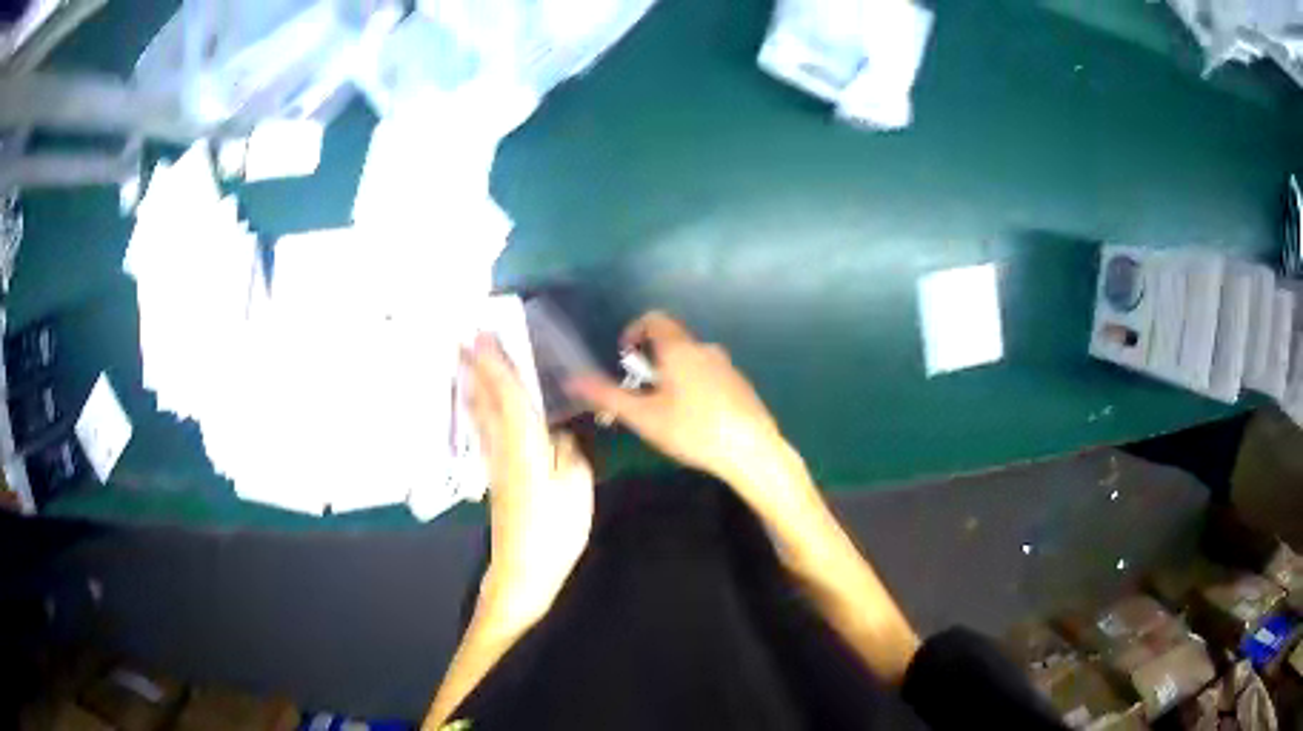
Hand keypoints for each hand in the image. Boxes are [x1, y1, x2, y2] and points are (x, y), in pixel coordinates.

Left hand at [464, 334, 594, 626]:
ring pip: (480, 413)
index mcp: (524, 445)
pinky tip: (475, 404)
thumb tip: (558, 427)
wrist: (524, 570)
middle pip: (486, 398)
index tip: (482, 335)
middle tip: (462, 336)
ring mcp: (495, 462)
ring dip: (472, 382)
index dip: (496, 363)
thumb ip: (568, 449)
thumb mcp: (576, 486)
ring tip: (463, 360)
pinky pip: (483, 428)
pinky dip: (477, 407)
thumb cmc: (555, 530)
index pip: (508, 394)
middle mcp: (502, 447)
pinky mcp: (495, 476)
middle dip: (475, 366)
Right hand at [567, 311, 804, 511]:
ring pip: (690, 362)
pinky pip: (708, 376)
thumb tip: (572, 380)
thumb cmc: (693, 430)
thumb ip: (607, 396)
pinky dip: (694, 388)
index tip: (625, 360)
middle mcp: (705, 349)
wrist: (752, 451)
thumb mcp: (644, 417)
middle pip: (671, 342)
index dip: (634, 331)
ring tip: (666, 414)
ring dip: (672, 378)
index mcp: (680, 349)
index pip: (654, 319)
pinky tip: (695, 422)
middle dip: (650, 363)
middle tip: (641, 397)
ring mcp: (727, 366)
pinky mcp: (740, 385)